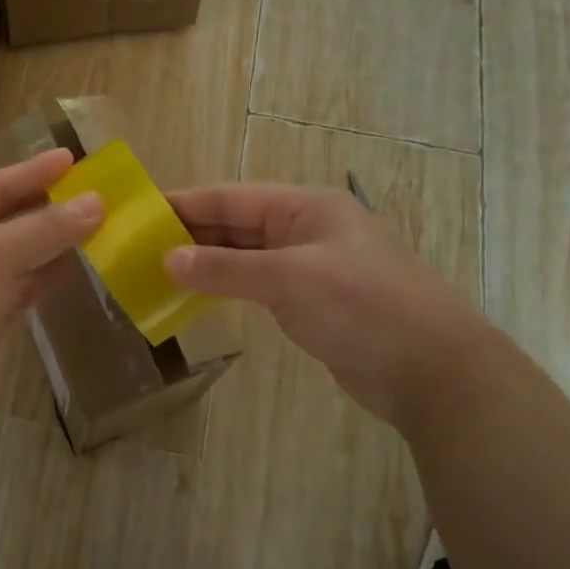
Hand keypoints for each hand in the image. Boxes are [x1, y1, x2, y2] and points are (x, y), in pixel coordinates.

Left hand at [0, 150, 102, 438]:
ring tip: (90, 230)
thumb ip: (46, 229)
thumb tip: (97, 203)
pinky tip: (69, 271)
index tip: (71, 159)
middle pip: (2, 221)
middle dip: (44, 208)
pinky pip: (16, 291)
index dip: (30, 172)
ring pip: (12, 258)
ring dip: (48, 244)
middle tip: (88, 196)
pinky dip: (41, 279)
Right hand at [164, 184, 481, 423]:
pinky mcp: (311, 301)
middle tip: (137, 248)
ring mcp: (309, 266)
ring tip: (155, 271)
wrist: (432, 370)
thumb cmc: (362, 307)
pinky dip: (226, 287)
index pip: (230, 198)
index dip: (184, 204)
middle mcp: (305, 229)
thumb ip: (226, 268)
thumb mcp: (289, 280)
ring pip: (244, 256)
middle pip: (235, 224)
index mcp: (304, 207)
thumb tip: (167, 258)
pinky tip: (196, 296)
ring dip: (205, 262)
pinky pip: (257, 285)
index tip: (138, 214)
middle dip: (189, 234)